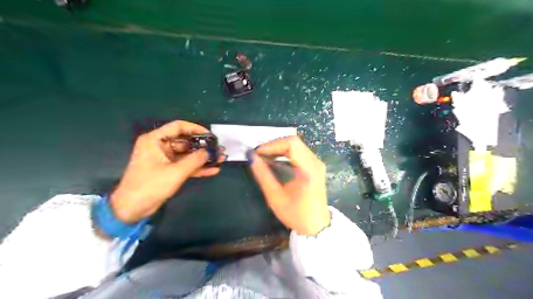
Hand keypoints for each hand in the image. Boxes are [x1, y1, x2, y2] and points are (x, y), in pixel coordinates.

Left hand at [111, 120, 222, 222]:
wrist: (132, 209)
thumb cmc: (150, 186)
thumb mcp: (175, 172)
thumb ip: (195, 160)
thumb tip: (210, 151)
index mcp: (155, 140)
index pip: (178, 127)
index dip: (196, 129)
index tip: (210, 135)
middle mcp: (160, 146)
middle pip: (185, 141)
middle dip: (203, 146)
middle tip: (219, 149)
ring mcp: (164, 159)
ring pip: (187, 154)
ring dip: (203, 158)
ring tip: (220, 159)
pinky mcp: (168, 170)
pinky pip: (185, 165)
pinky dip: (197, 168)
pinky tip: (213, 170)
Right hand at [249, 136, 329, 235]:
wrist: (316, 226)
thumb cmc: (296, 214)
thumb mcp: (275, 197)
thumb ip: (263, 175)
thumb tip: (251, 157)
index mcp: (309, 170)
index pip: (291, 144)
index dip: (272, 145)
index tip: (257, 153)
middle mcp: (316, 162)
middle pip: (294, 141)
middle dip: (274, 145)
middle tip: (258, 154)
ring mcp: (317, 163)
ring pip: (296, 144)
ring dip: (278, 148)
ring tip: (263, 157)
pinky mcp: (315, 165)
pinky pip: (299, 151)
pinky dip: (284, 152)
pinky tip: (274, 160)